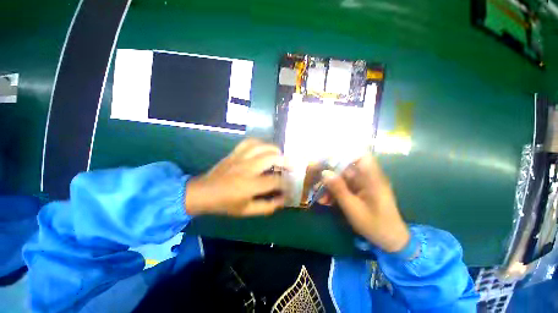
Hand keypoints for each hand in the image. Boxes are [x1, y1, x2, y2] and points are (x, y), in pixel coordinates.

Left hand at [185, 139, 288, 216]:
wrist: (203, 192)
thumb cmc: (225, 203)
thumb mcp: (247, 211)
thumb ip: (267, 207)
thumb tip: (282, 199)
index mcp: (250, 185)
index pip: (275, 181)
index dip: (286, 183)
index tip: (291, 184)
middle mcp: (247, 168)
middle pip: (271, 158)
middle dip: (285, 161)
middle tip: (291, 166)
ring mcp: (240, 158)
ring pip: (262, 147)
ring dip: (274, 150)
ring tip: (280, 156)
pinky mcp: (235, 153)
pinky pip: (250, 142)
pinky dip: (260, 143)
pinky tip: (264, 148)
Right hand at [319, 154, 409, 252]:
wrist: (390, 240)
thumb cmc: (375, 224)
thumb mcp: (353, 208)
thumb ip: (339, 189)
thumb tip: (325, 173)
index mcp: (371, 178)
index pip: (361, 156)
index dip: (344, 154)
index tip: (328, 160)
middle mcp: (367, 178)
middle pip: (346, 168)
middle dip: (330, 175)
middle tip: (316, 183)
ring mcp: (363, 185)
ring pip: (342, 179)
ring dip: (330, 186)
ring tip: (320, 197)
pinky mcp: (359, 192)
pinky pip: (344, 187)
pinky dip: (335, 193)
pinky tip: (326, 201)